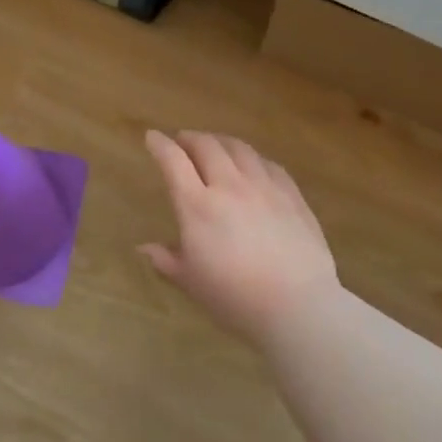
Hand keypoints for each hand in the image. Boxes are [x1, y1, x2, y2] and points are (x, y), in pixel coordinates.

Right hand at [139, 130, 339, 344]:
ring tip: (215, 146)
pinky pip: (269, 164)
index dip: (160, 145)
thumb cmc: (234, 298)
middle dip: (190, 138)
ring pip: (239, 149)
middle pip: (207, 145)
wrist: (296, 305)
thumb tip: (144, 248)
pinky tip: (252, 165)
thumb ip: (166, 260)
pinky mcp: (291, 195)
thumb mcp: (191, 282)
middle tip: (182, 141)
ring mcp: (264, 187)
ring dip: (221, 141)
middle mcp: (229, 186)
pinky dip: (252, 158)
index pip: (173, 161)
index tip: (152, 137)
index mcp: (198, 206)